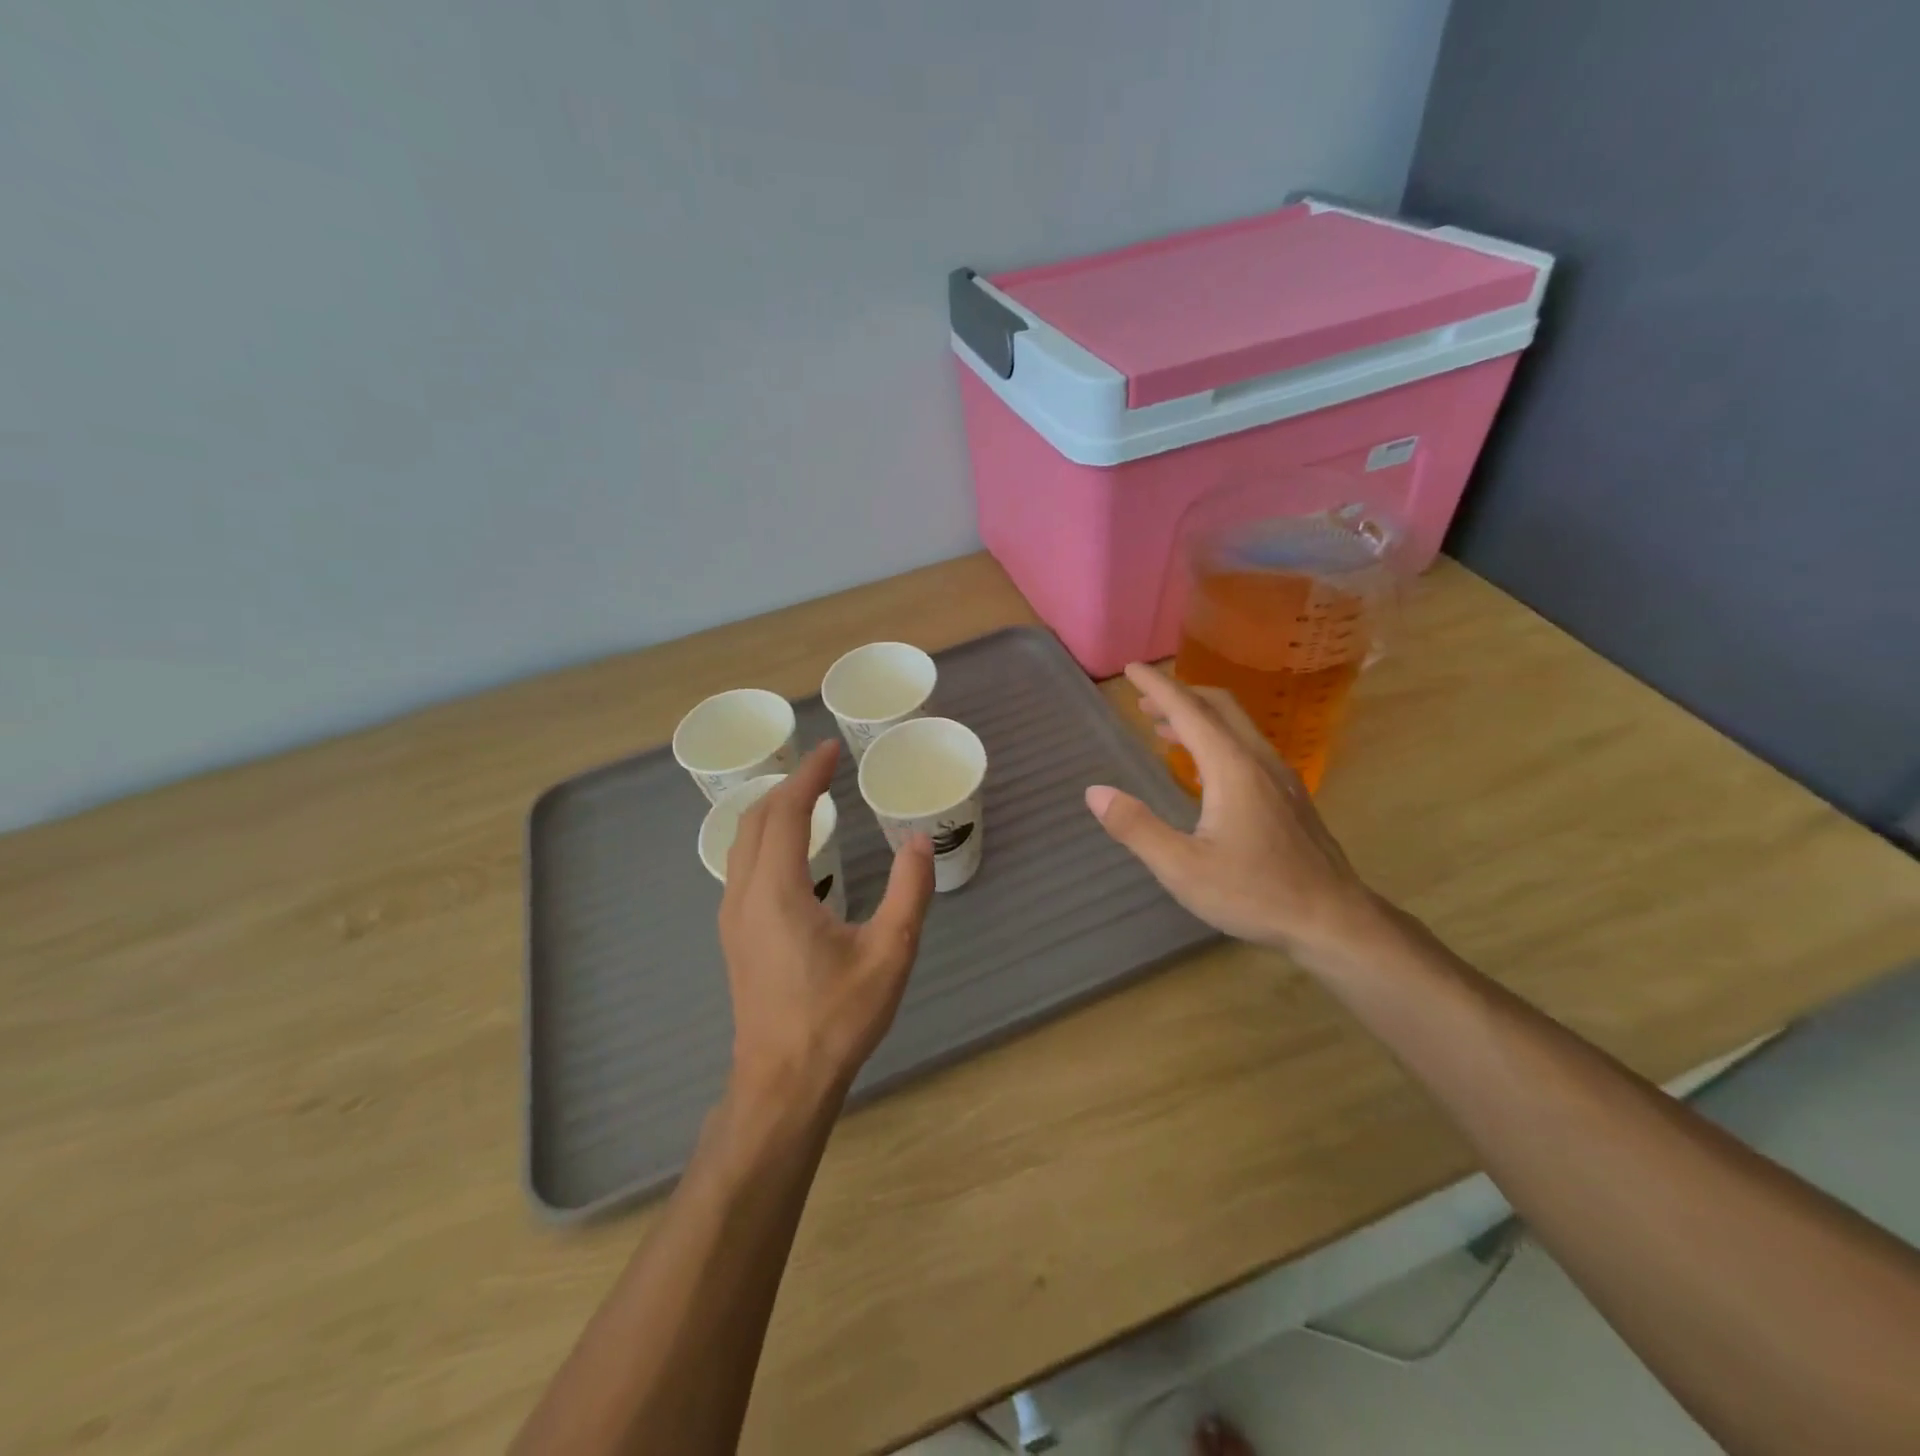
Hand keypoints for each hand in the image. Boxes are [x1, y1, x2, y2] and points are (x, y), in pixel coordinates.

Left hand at [720, 740, 935, 1110]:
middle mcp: (744, 895)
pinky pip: (742, 866)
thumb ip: (909, 892)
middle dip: (788, 786)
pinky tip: (794, 852)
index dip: (809, 775)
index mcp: (776, 890)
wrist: (782, 1083)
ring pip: (743, 843)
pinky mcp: (735, 936)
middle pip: (755, 819)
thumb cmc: (837, 1017)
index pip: (786, 811)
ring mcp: (733, 917)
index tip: (831, 750)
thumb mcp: (889, 953)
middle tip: (824, 770)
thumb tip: (918, 841)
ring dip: (773, 812)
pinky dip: (766, 839)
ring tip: (809, 800)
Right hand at [1084, 663, 1382, 963]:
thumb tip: (1095, 793)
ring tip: (1163, 728)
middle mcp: (1258, 760)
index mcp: (1231, 767)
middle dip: (1179, 695)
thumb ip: (1136, 827)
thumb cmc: (1254, 893)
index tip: (1131, 669)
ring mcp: (1280, 777)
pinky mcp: (1290, 796)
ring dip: (1198, 717)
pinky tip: (1203, 769)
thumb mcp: (1182, 868)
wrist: (1333, 920)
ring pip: (1236, 726)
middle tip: (1144, 699)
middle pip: (1218, 707)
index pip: (1188, 711)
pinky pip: (1247, 747)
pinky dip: (1216, 738)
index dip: (1157, 687)